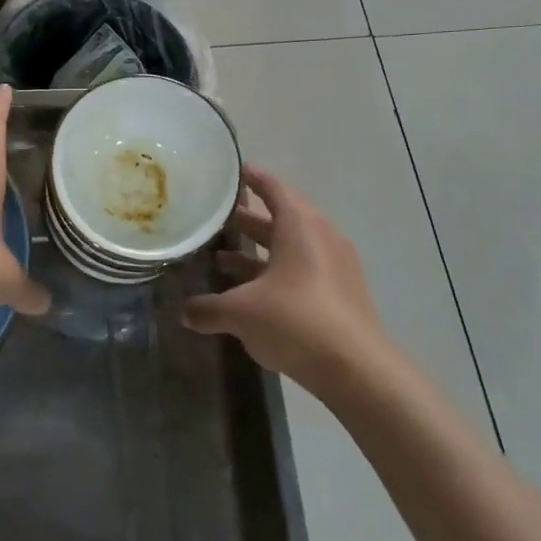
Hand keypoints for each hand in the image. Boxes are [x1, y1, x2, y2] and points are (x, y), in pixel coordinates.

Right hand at [183, 165, 392, 397]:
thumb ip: (209, 309)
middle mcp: (321, 238)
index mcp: (300, 226)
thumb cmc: (295, 321)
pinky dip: (276, 273)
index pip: (274, 189)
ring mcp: (336, 266)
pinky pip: (303, 271)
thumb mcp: (241, 313)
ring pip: (291, 248)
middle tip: (216, 217)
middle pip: (281, 218)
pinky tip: (251, 293)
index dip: (252, 179)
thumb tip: (184, 313)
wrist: (357, 369)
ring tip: (222, 258)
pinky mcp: (342, 294)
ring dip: (259, 251)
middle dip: (248, 219)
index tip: (232, 172)